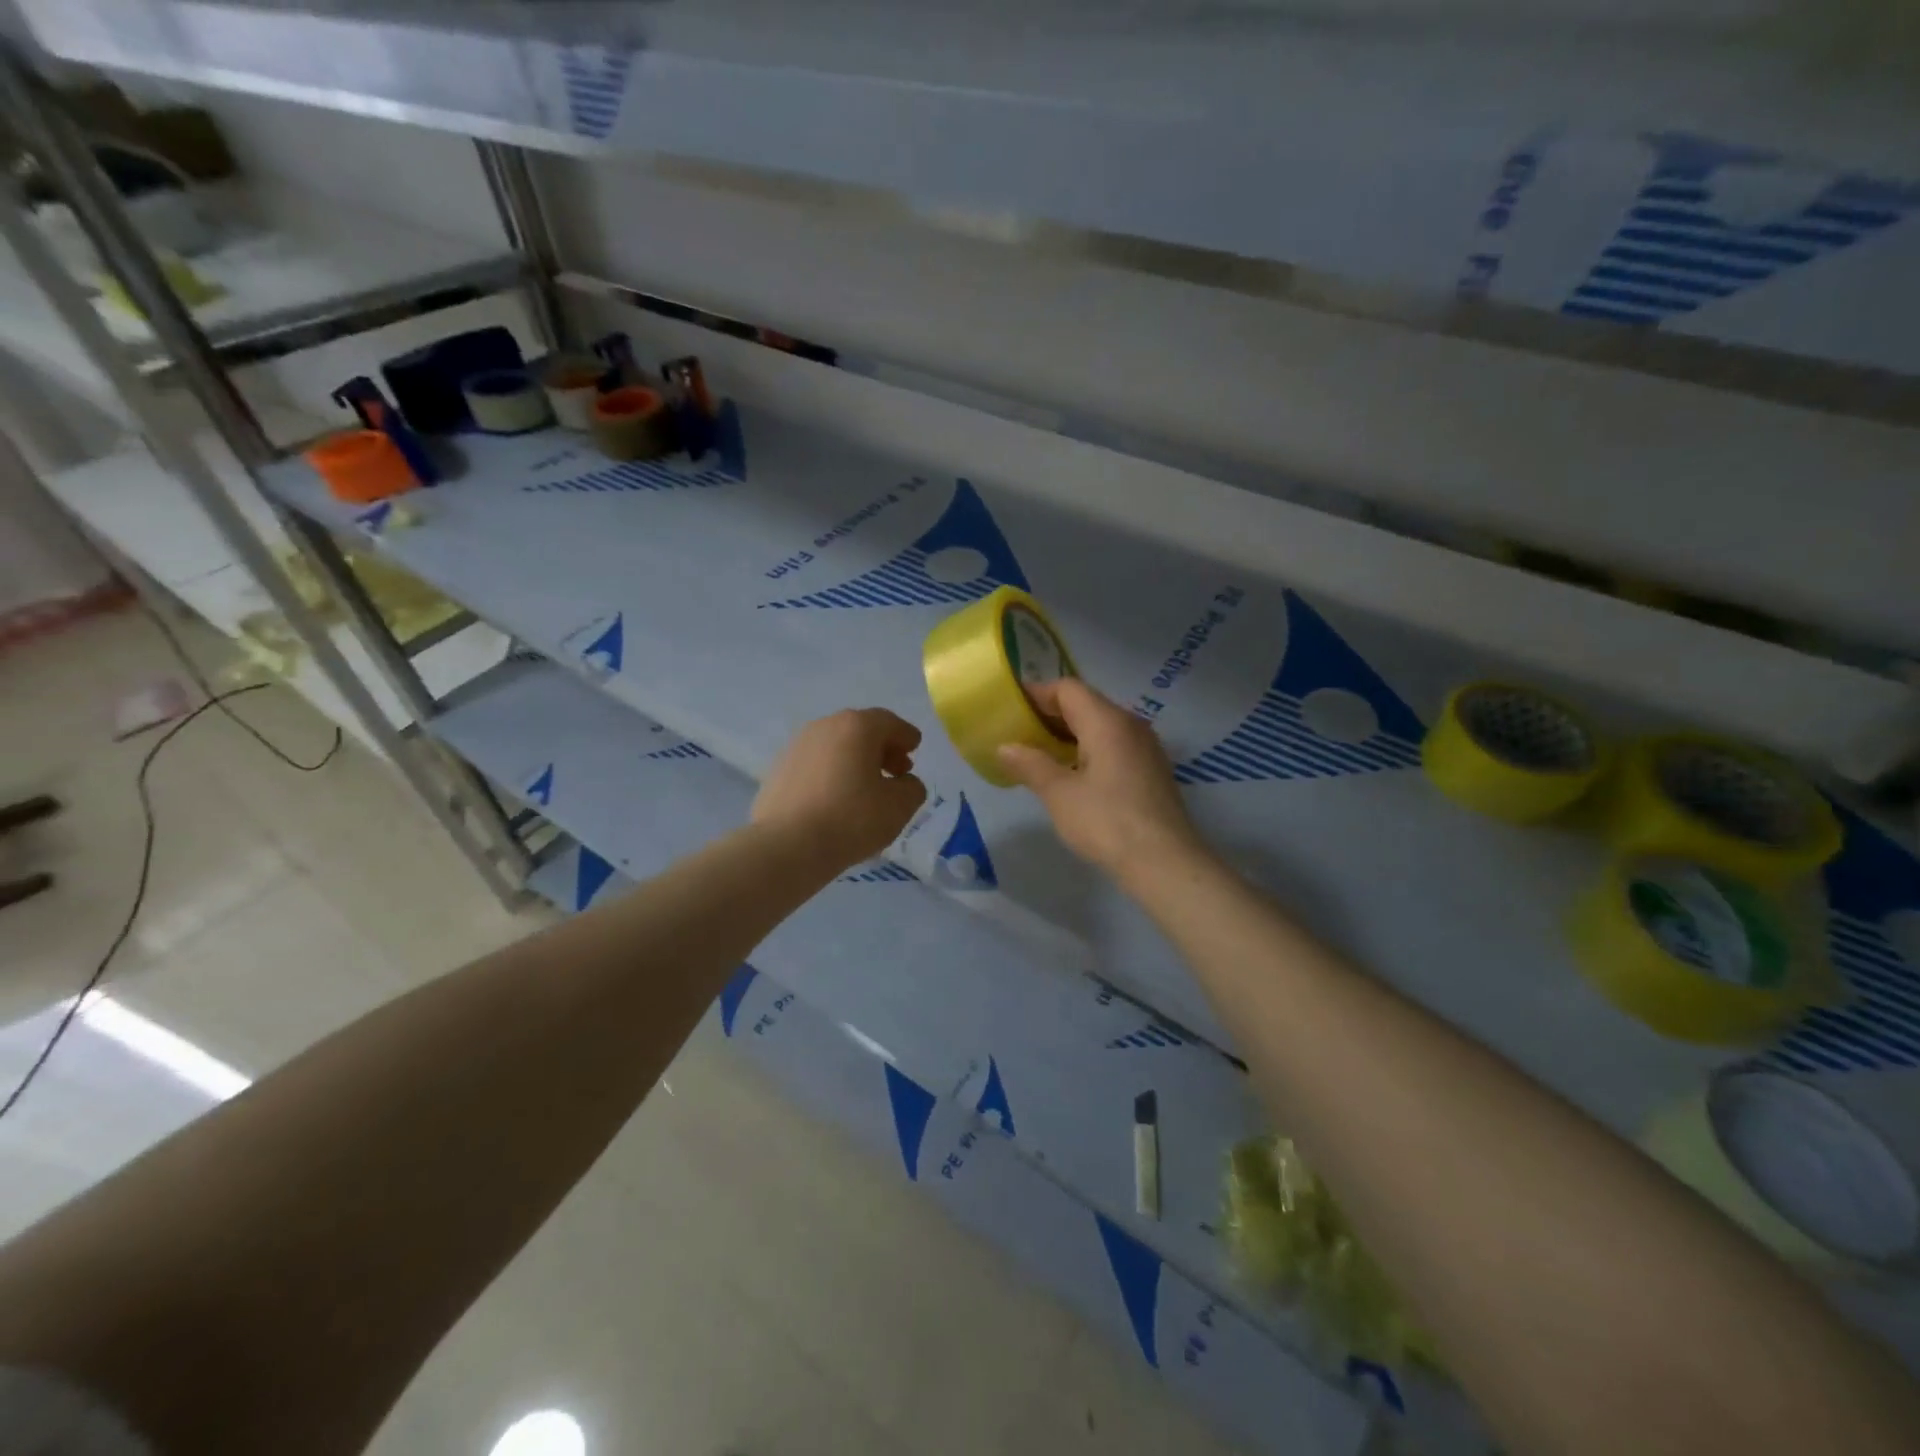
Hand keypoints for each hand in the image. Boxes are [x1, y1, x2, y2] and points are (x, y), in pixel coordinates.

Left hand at [753, 708, 928, 870]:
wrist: (787, 846)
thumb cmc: (851, 819)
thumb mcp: (899, 806)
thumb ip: (912, 788)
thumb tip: (904, 782)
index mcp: (857, 727)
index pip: (889, 722)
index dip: (906, 736)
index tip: (914, 749)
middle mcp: (825, 727)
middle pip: (860, 731)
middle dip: (882, 749)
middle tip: (896, 771)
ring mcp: (797, 747)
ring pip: (836, 747)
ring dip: (855, 761)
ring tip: (866, 788)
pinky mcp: (778, 770)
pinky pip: (815, 765)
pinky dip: (831, 774)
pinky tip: (836, 799)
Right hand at [997, 679, 1204, 879]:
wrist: (1164, 861)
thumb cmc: (1106, 821)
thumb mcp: (1059, 793)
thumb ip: (1031, 764)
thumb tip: (1005, 747)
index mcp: (1107, 721)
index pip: (1068, 688)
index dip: (1037, 694)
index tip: (1011, 709)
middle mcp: (1130, 724)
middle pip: (1086, 704)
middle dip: (1050, 715)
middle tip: (1019, 733)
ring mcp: (1145, 747)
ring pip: (1101, 726)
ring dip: (1069, 734)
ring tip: (1039, 755)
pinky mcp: (1151, 770)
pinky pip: (1114, 745)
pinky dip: (1088, 750)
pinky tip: (1072, 775)